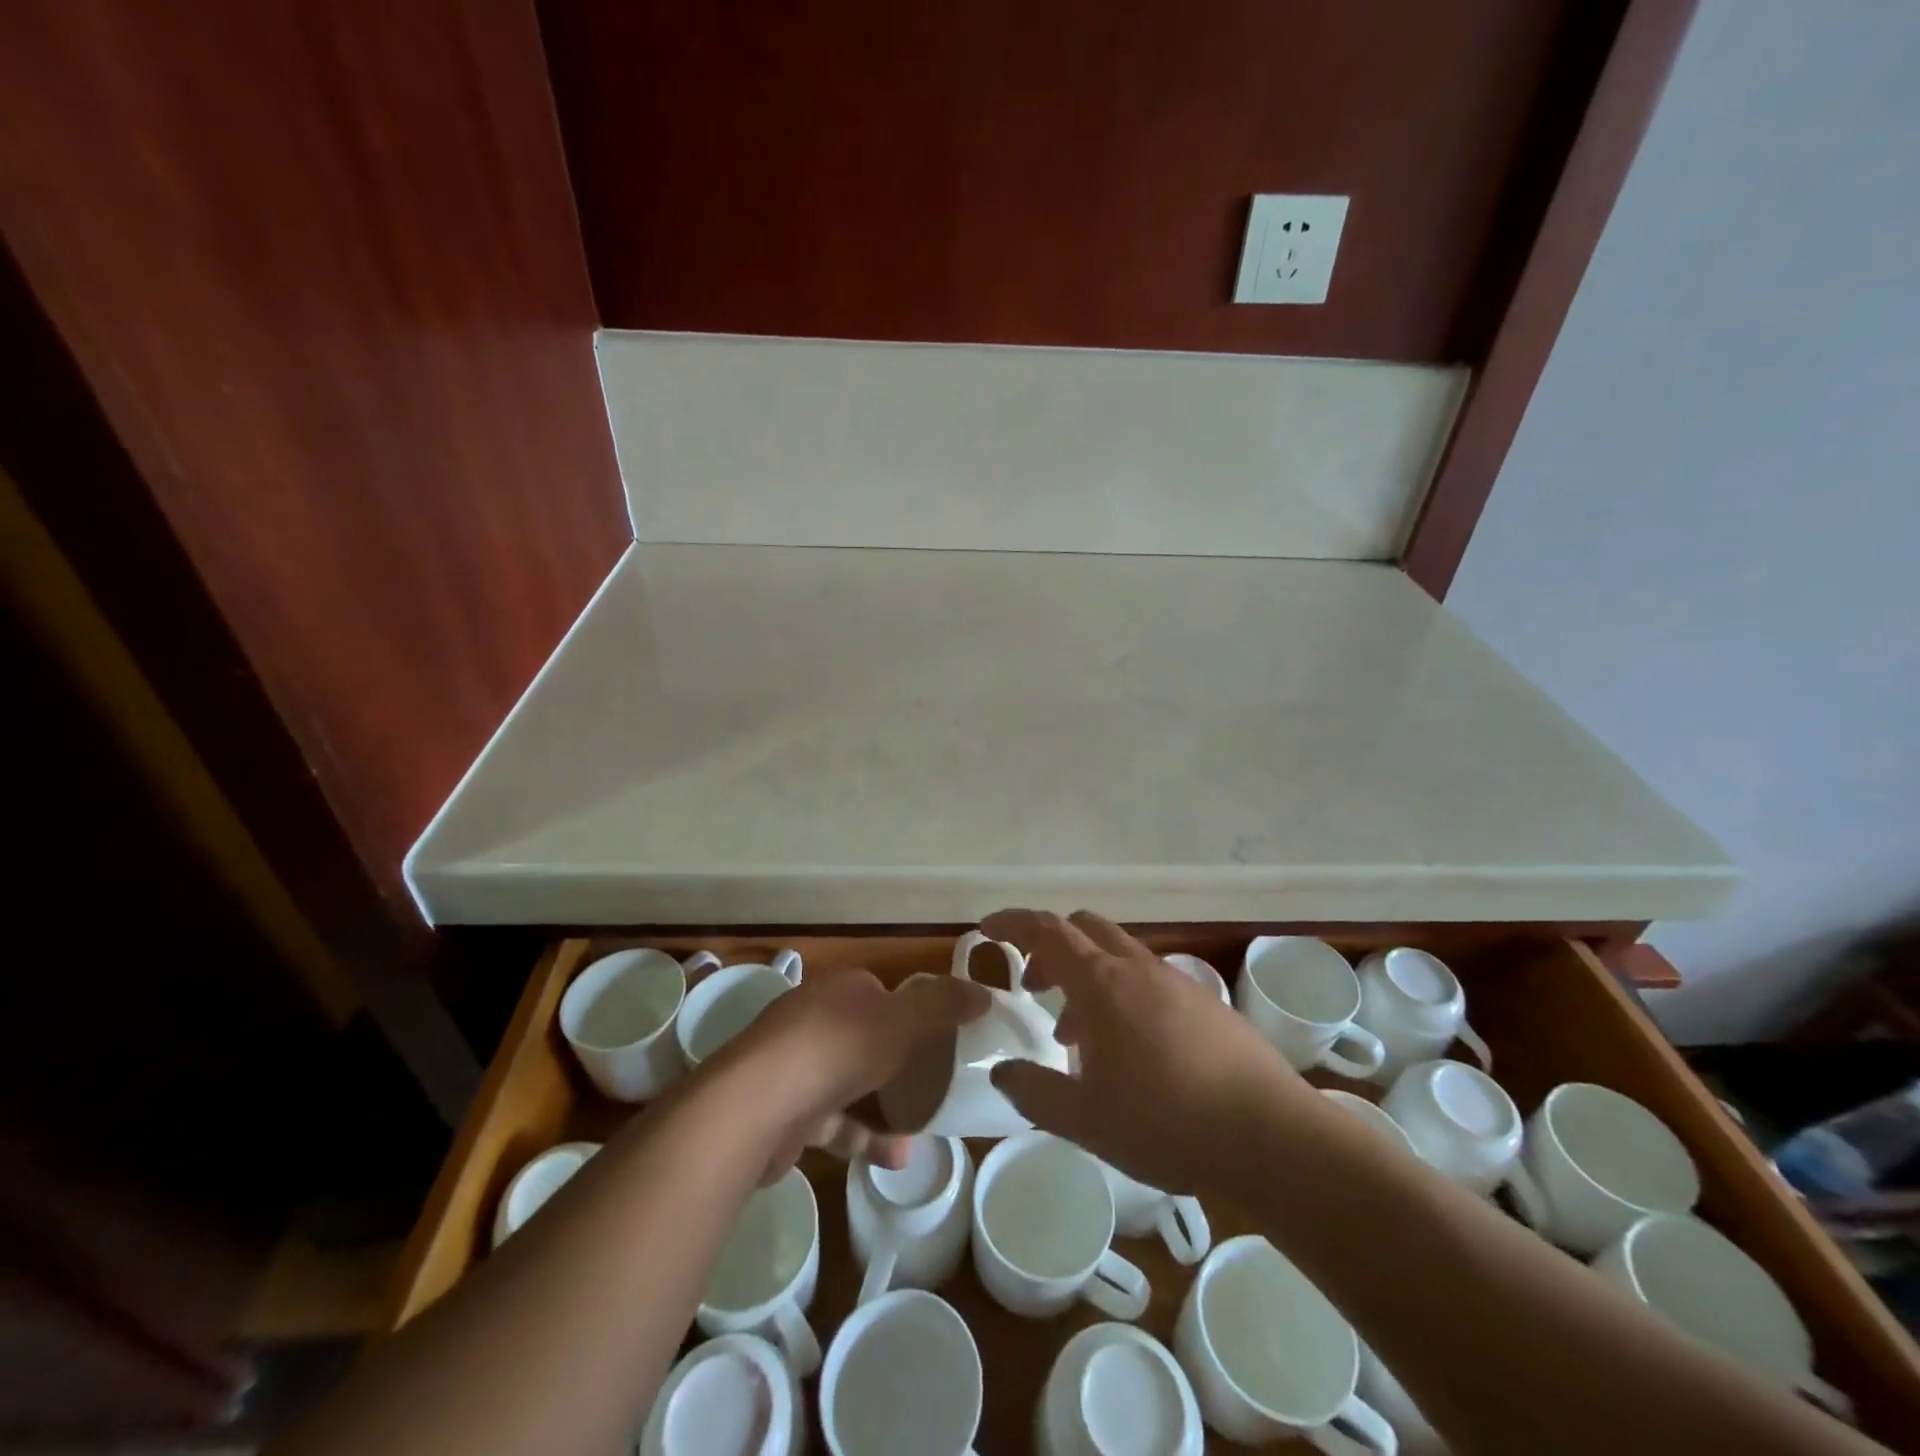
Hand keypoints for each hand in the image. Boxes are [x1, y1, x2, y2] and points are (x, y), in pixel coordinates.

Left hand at [719, 969, 990, 1180]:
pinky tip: (895, 1158)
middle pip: (867, 1037)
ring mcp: (796, 1065)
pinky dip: (863, 1137)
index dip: (913, 1013)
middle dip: (901, 1064)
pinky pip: (834, 1121)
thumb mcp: (904, 1020)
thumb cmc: (838, 1048)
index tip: (941, 1039)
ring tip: (924, 1129)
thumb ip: (945, 1005)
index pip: (882, 993)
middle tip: (936, 1086)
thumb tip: (985, 994)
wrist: (758, 1104)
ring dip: (887, 1106)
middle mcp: (815, 1019)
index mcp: (841, 990)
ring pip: (851, 1082)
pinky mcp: (786, 1110)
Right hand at [984, 909, 1313, 1196]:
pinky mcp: (1207, 1004)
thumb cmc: (1165, 1123)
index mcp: (1101, 984)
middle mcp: (1138, 969)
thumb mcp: (1084, 1120)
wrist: (1271, 1136)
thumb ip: (1035, 1092)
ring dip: (1089, 977)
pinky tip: (1133, 1052)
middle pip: (1085, 929)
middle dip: (1052, 947)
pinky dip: (1124, 995)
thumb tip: (1003, 1073)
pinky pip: (1150, 980)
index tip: (988, 930)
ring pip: (1119, 956)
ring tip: (1080, 1037)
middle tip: (1036, 986)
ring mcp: (1177, 982)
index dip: (1012, 923)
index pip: (1046, 930)